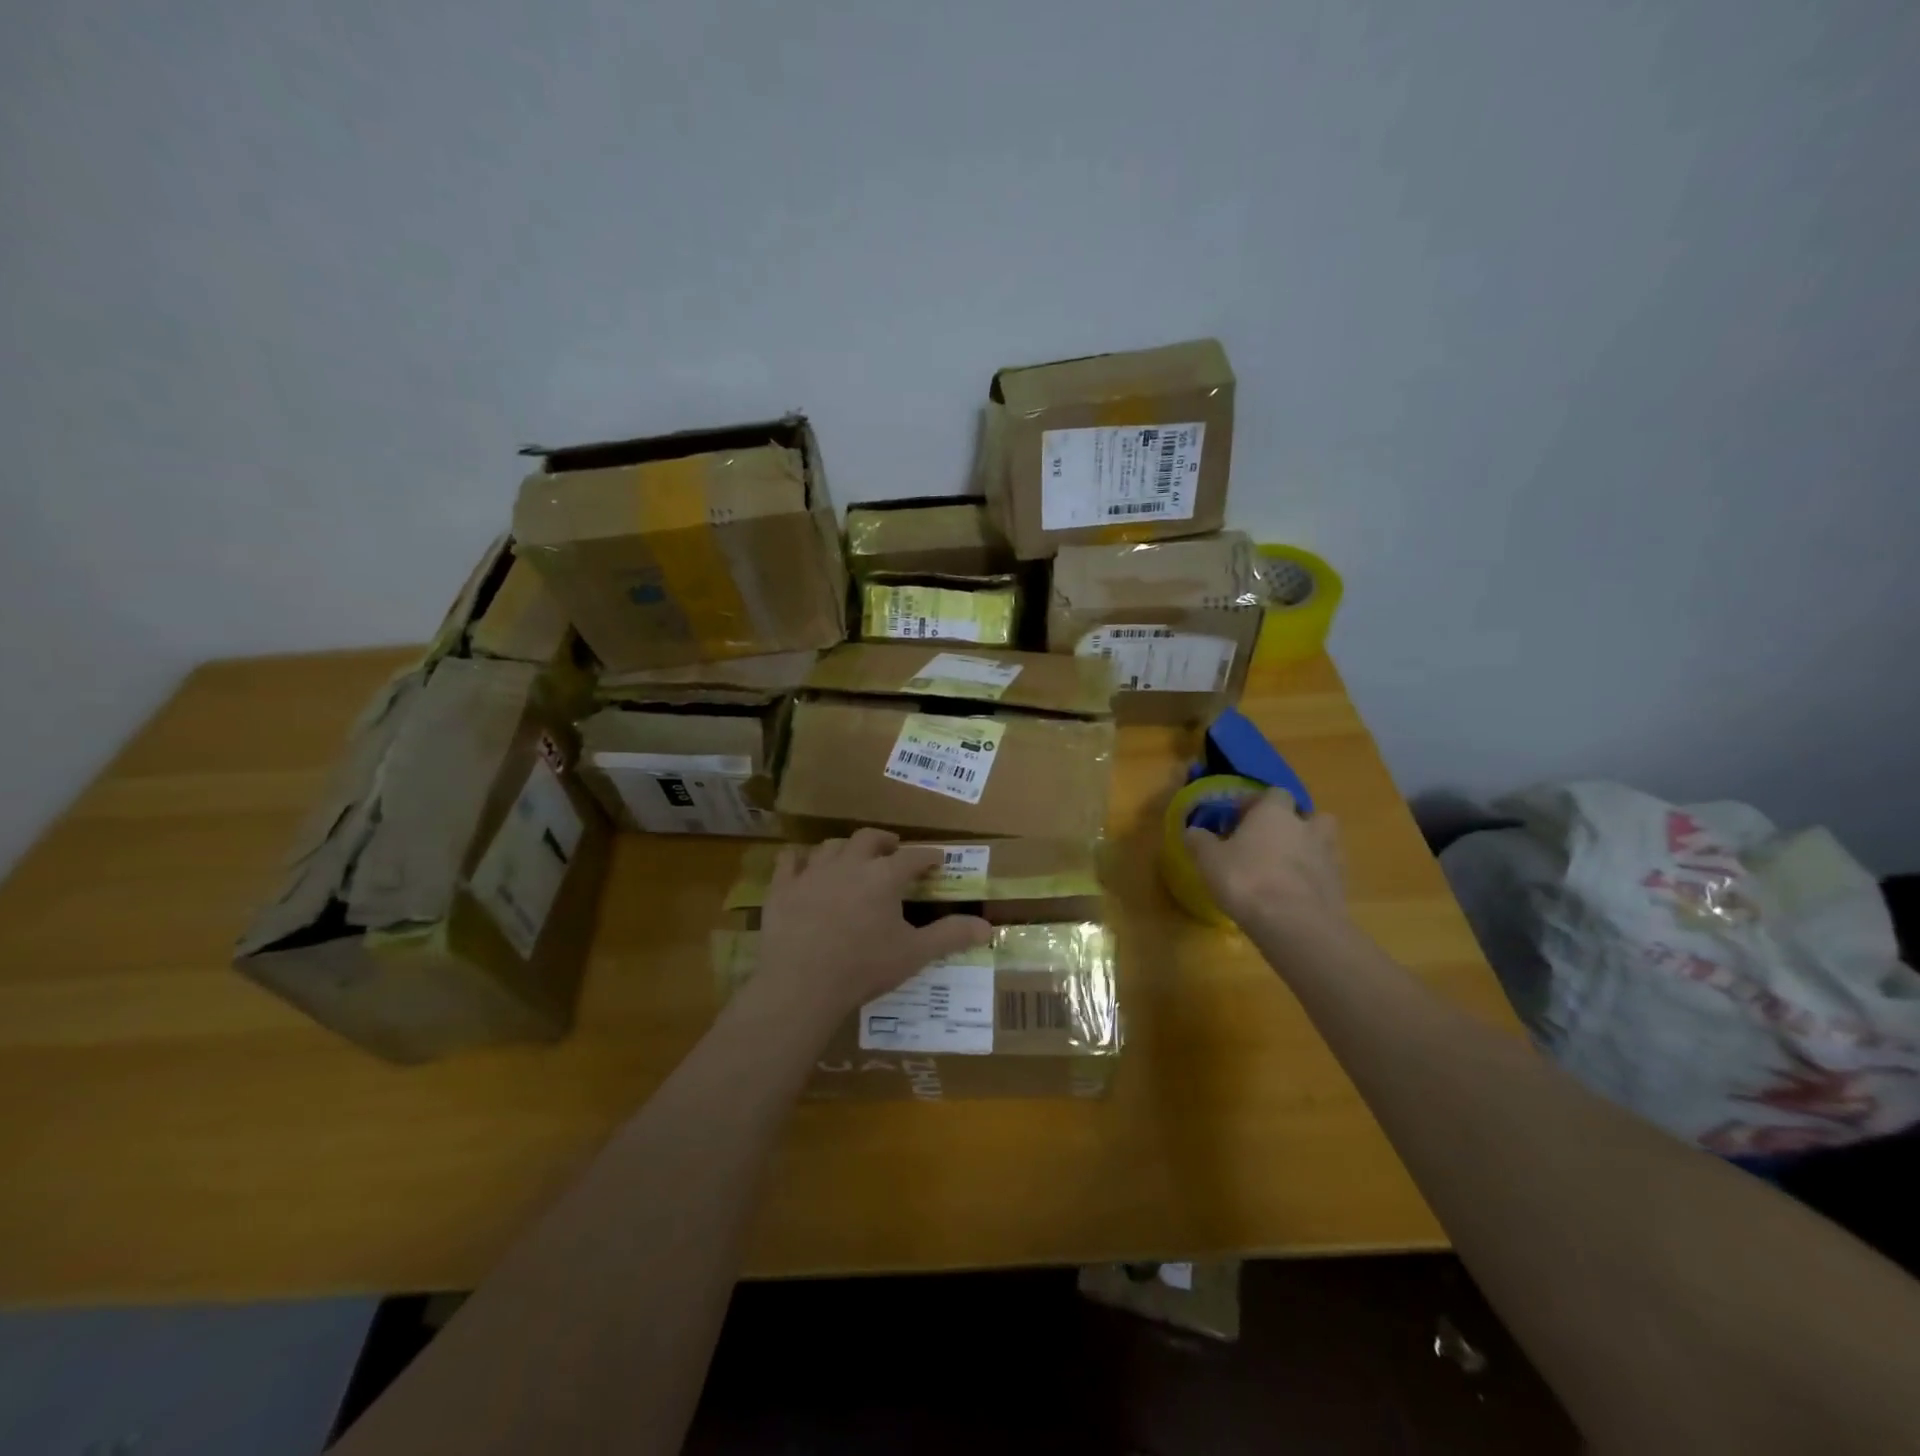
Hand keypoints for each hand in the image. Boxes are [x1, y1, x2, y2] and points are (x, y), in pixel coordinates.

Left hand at [753, 829, 992, 1023]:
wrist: (801, 984)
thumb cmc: (863, 968)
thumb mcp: (914, 954)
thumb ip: (950, 936)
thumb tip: (987, 928)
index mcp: (884, 877)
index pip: (913, 857)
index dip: (928, 857)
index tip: (936, 860)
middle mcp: (850, 864)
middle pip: (869, 838)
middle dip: (884, 841)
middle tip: (892, 849)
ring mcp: (812, 872)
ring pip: (831, 846)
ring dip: (846, 848)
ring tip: (852, 858)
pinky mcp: (783, 887)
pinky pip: (790, 860)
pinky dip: (800, 859)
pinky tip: (803, 865)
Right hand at [1184, 791, 1344, 931]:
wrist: (1294, 924)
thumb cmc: (1246, 880)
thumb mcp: (1210, 860)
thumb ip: (1200, 841)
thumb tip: (1192, 831)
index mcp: (1274, 813)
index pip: (1273, 794)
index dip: (1256, 804)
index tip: (1239, 820)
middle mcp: (1306, 827)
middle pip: (1308, 815)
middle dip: (1293, 824)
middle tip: (1270, 842)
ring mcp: (1329, 855)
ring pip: (1325, 842)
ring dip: (1310, 848)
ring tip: (1287, 867)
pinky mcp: (1341, 885)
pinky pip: (1329, 873)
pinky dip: (1316, 878)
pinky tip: (1297, 894)